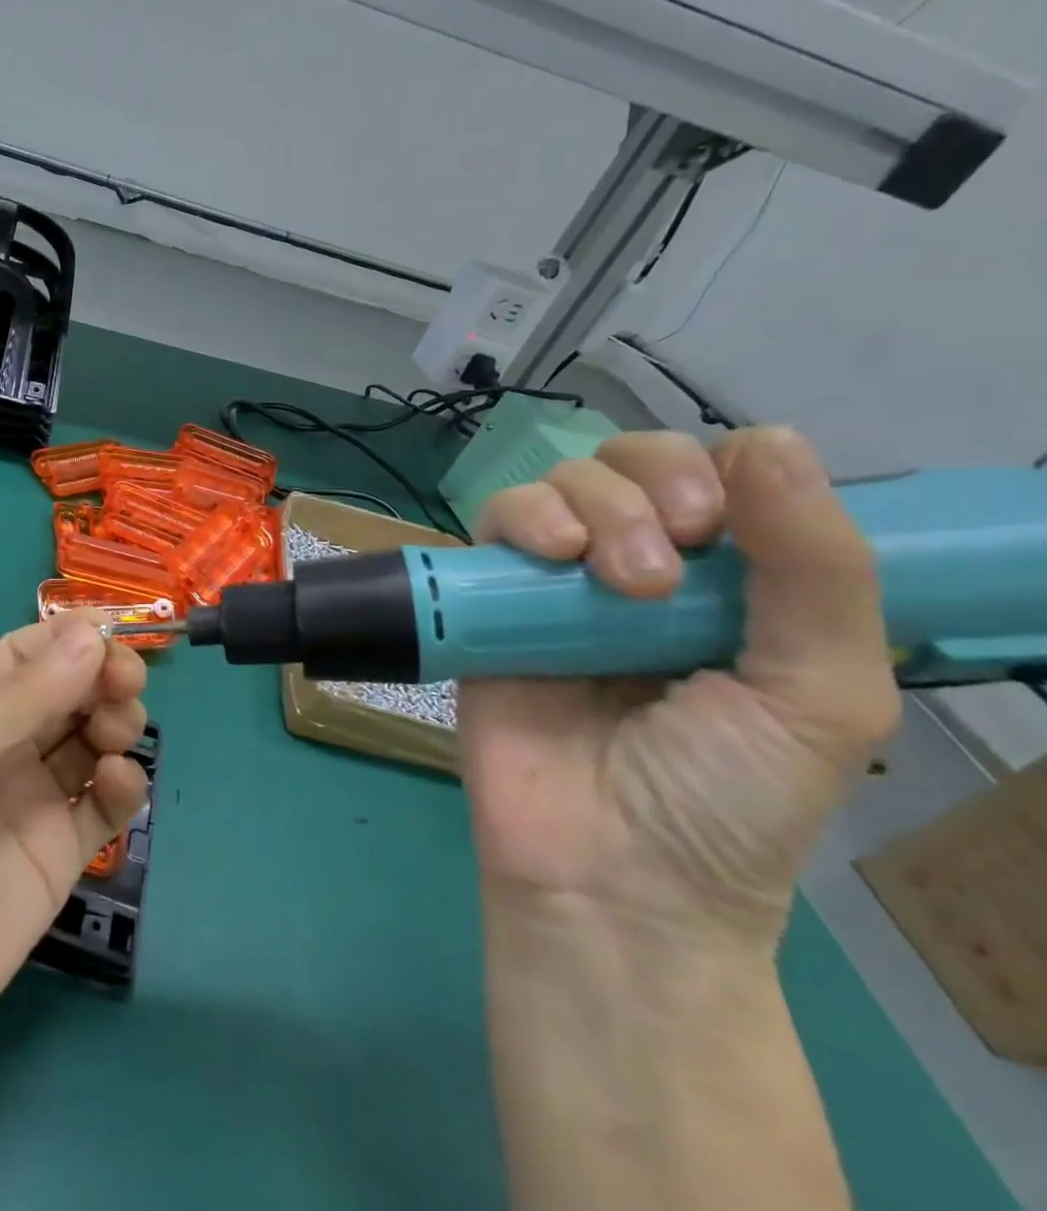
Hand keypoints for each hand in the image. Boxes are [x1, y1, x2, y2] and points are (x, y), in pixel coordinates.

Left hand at [0, 613, 150, 1102]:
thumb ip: (22, 698)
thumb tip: (91, 632)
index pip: (26, 654)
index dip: (72, 637)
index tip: (114, 630)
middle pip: (66, 692)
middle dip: (101, 675)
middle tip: (125, 682)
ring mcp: (29, 802)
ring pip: (91, 741)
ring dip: (115, 721)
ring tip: (116, 730)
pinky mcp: (57, 858)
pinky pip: (103, 806)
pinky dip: (123, 785)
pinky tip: (122, 781)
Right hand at [458, 426, 899, 946]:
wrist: (607, 871)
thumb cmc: (727, 797)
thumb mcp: (820, 693)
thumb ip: (816, 569)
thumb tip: (769, 435)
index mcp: (727, 587)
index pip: (715, 476)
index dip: (712, 471)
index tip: (718, 525)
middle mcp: (637, 570)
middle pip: (626, 465)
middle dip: (647, 490)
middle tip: (664, 571)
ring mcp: (555, 586)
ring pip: (557, 485)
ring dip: (590, 506)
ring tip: (611, 580)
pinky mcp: (488, 604)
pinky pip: (492, 527)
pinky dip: (521, 518)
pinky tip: (551, 556)